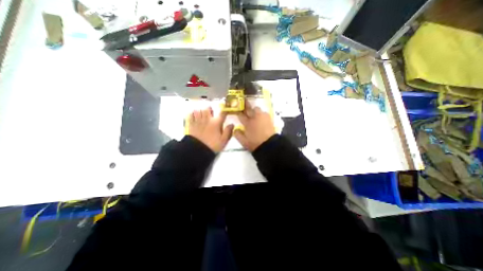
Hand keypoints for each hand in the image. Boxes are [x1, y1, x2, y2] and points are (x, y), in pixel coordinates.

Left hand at [188, 108, 233, 153]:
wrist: (198, 150)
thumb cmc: (213, 145)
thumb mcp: (223, 140)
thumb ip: (228, 131)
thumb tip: (232, 124)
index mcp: (216, 123)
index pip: (222, 114)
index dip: (224, 111)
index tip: (226, 110)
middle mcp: (207, 120)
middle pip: (207, 109)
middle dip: (209, 109)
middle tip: (211, 111)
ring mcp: (198, 121)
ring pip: (199, 110)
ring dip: (201, 111)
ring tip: (202, 113)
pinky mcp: (191, 124)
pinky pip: (190, 115)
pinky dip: (192, 114)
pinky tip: (194, 116)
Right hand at [234, 103, 274, 151]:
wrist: (269, 145)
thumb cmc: (255, 143)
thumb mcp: (243, 142)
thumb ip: (237, 134)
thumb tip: (235, 128)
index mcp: (247, 123)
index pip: (240, 115)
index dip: (237, 111)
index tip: (236, 109)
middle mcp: (254, 117)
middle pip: (248, 109)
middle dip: (245, 104)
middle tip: (243, 101)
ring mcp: (262, 117)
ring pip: (257, 108)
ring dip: (254, 110)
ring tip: (253, 113)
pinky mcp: (269, 118)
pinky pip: (264, 112)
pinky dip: (261, 113)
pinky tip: (261, 117)